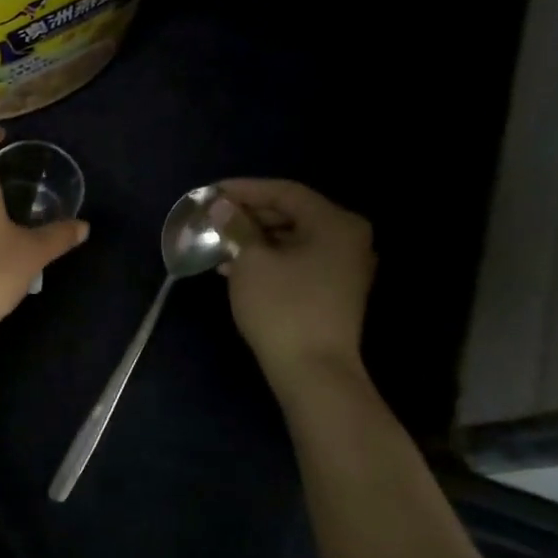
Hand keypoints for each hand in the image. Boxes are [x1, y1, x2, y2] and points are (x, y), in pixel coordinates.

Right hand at [214, 179, 375, 385]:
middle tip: (212, 218)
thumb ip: (237, 227)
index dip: (244, 189)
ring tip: (218, 242)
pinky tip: (235, 267)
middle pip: (292, 213)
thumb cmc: (282, 307)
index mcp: (335, 223)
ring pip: (292, 238)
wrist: (312, 369)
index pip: (285, 192)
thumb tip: (222, 205)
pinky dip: (268, 257)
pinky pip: (297, 259)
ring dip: (254, 238)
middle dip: (248, 215)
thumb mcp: (251, 261)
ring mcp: (344, 266)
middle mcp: (348, 238)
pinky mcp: (334, 289)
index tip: (209, 193)